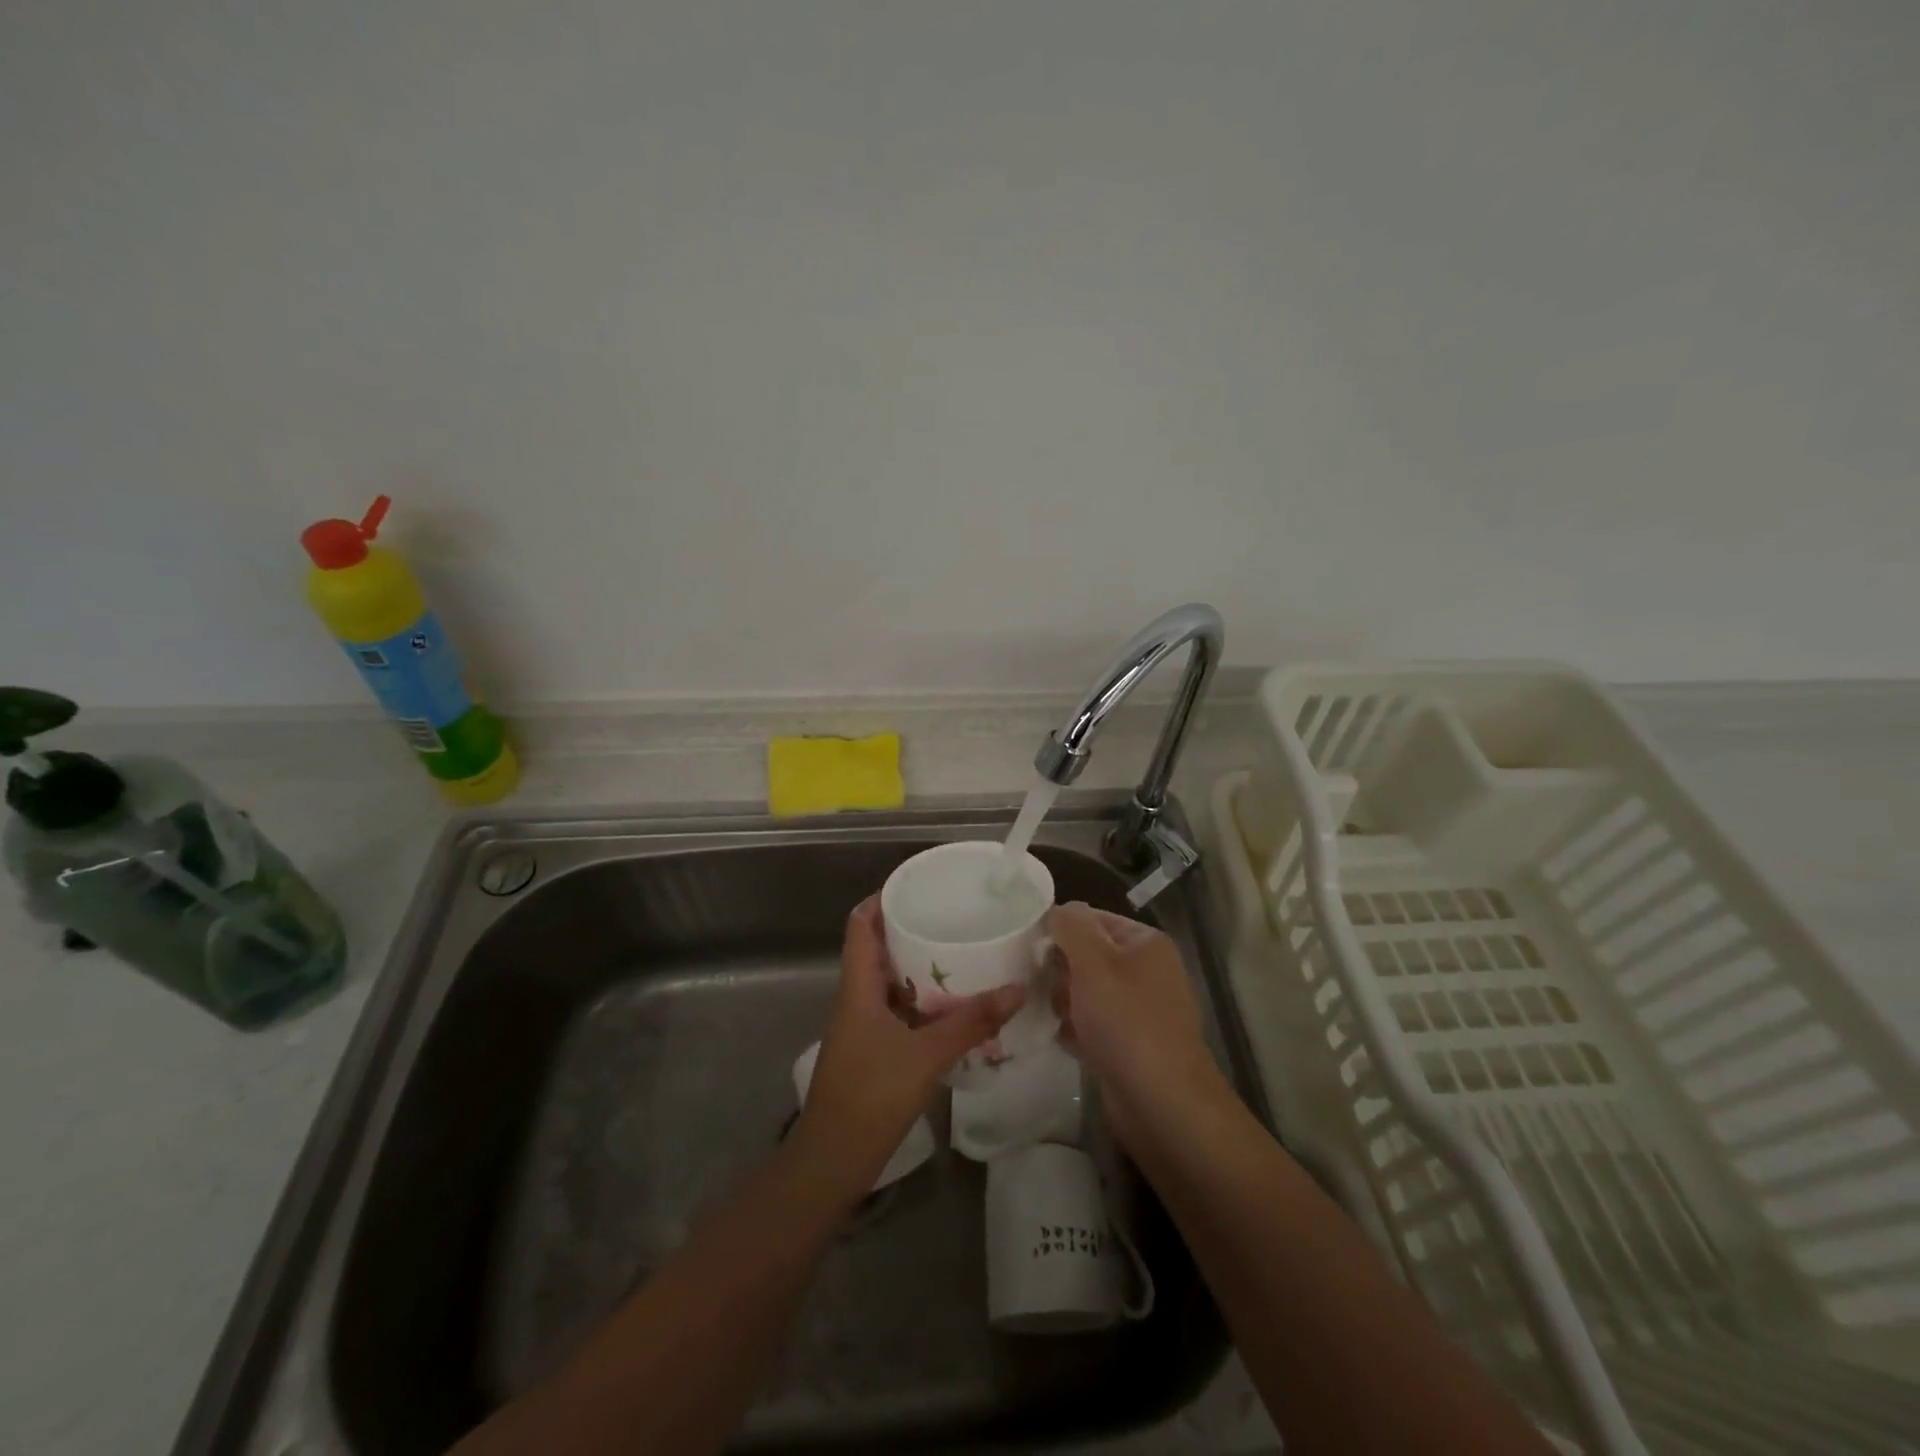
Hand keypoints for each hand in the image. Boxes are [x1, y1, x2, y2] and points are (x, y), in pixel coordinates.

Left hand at [794, 897, 1023, 1195]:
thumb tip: (1016, 989)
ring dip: (919, 968)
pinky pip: (898, 1011)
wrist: (832, 1161)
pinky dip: (923, 1002)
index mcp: (858, 987)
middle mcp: (857, 998)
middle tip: (953, 919)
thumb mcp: (926, 1055)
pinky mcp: (873, 1051)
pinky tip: (954, 1008)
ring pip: (890, 982)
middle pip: (879, 949)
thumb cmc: (870, 1096)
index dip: (882, 899)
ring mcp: (863, 1026)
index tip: (918, 886)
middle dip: (911, 931)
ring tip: (961, 955)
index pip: (861, 925)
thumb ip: (971, 1022)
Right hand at [1047, 901, 1224, 1145]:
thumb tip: (1059, 911)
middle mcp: (1147, 971)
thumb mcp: (1093, 961)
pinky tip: (1058, 1038)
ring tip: (1045, 1014)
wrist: (1163, 1104)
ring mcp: (1141, 1011)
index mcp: (1145, 943)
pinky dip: (1075, 1029)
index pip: (1092, 919)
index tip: (1027, 948)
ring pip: (1088, 993)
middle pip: (1088, 956)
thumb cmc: (1126, 1021)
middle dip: (1059, 970)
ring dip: (1063, 1001)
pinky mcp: (1131, 1045)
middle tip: (1034, 985)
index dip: (1059, 929)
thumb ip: (1072, 926)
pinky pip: (1094, 1025)